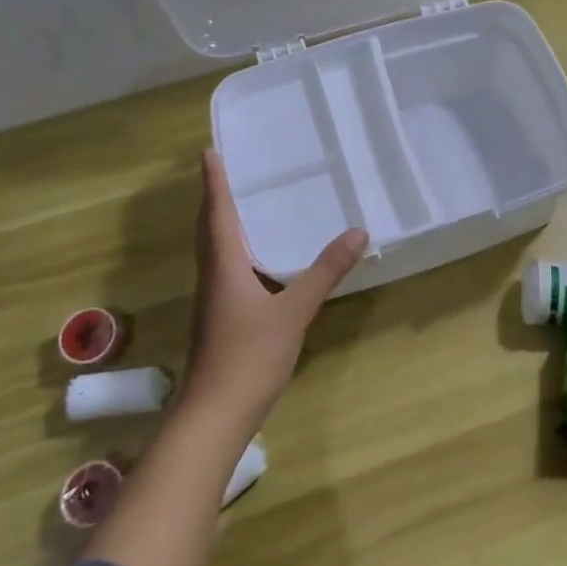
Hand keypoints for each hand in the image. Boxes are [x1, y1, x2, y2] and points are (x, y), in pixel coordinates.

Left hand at [177, 149, 367, 436]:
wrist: (216, 413)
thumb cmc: (250, 356)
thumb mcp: (295, 310)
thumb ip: (325, 272)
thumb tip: (358, 233)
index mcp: (224, 266)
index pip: (217, 213)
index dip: (214, 183)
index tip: (209, 152)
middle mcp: (213, 277)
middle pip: (209, 229)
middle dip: (216, 199)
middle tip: (228, 171)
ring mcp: (214, 300)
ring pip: (215, 251)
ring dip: (223, 225)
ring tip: (244, 205)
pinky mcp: (221, 319)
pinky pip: (226, 271)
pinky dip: (236, 252)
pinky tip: (259, 260)